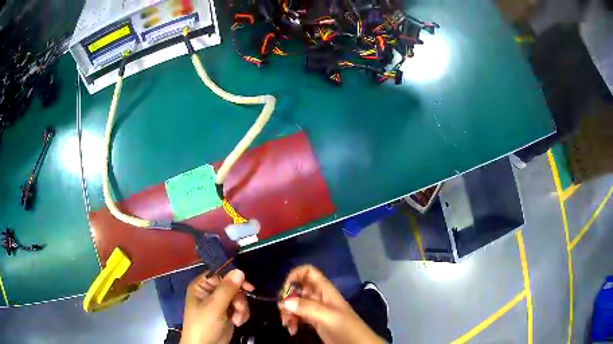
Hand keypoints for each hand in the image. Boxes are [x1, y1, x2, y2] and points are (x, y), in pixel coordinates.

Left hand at [180, 269, 254, 343]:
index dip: (234, 278)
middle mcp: (210, 293)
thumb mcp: (215, 306)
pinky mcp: (228, 314)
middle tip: (239, 307)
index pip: (220, 275)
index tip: (248, 286)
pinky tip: (237, 322)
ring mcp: (220, 304)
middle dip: (238, 299)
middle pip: (232, 287)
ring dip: (241, 308)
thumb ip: (227, 289)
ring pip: (238, 298)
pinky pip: (240, 308)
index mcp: (201, 286)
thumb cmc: (204, 324)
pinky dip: (241, 314)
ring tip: (237, 319)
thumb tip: (240, 270)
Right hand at [278, 265, 385, 343]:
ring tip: (287, 325)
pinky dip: (292, 321)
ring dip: (288, 312)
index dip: (294, 276)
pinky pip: (298, 315)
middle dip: (287, 298)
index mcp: (325, 290)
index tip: (285, 291)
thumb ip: (307, 308)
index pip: (308, 272)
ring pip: (295, 303)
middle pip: (298, 288)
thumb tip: (284, 302)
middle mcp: (319, 297)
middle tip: (283, 312)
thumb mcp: (328, 317)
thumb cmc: (346, 328)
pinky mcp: (314, 320)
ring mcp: (316, 309)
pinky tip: (292, 330)